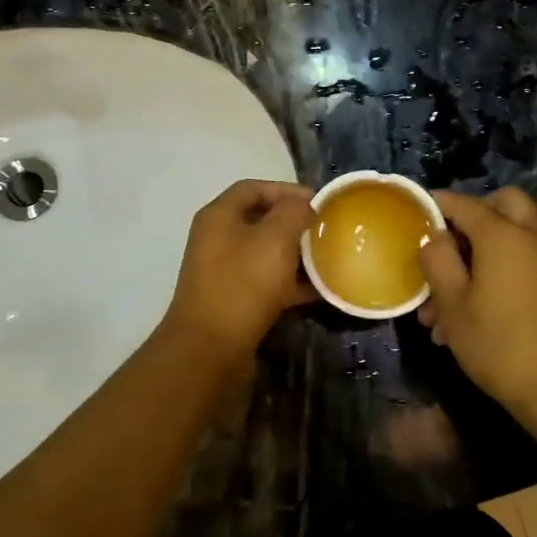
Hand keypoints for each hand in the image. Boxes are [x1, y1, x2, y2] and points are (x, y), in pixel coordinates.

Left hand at [160, 180, 316, 362]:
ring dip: (295, 255)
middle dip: (294, 224)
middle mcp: (216, 238)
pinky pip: (265, 282)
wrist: (210, 349)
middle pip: (260, 220)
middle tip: (325, 231)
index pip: (254, 187)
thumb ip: (293, 212)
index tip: (318, 202)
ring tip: (327, 260)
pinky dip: (289, 283)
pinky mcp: (232, 300)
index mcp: (219, 215)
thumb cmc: (243, 284)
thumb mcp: (275, 239)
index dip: (287, 189)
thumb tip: (303, 205)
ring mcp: (223, 271)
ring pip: (264, 253)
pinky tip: (317, 292)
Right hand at [418, 187, 536, 418]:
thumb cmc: (499, 344)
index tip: (415, 213)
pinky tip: (471, 312)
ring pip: (513, 234)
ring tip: (444, 299)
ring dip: (481, 250)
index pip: (463, 203)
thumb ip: (438, 260)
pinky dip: (500, 268)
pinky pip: (525, 259)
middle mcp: (534, 236)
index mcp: (504, 235)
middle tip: (447, 241)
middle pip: (503, 203)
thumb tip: (433, 236)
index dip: (436, 205)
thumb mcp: (453, 303)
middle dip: (472, 215)